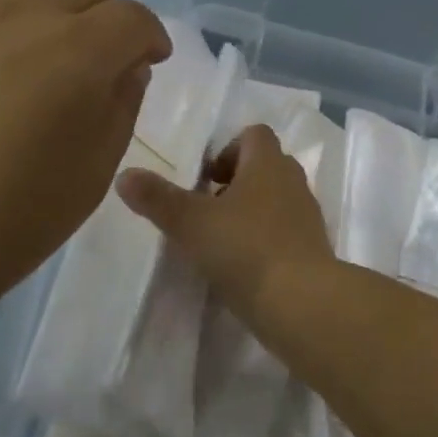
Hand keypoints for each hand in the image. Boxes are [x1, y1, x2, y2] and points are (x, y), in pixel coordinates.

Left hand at [0, 0, 170, 298]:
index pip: (133, 19)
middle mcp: (25, 12)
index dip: (151, 37)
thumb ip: (121, 106)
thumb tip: (127, 65)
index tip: (151, 60)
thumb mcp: (93, 173)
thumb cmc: (6, 220)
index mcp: (77, 52)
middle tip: (107, 50)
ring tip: (66, 4)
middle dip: (110, 15)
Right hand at [116, 125, 334, 317]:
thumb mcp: (191, 223)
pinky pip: (286, 229)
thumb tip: (124, 175)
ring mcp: (307, 215)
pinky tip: (244, 265)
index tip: (206, 178)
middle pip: (266, 165)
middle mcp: (292, 181)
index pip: (254, 134)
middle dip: (237, 180)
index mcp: (268, 163)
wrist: (301, 301)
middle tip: (209, 208)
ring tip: (222, 239)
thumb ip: (157, 198)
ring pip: (277, 198)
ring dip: (252, 210)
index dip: (229, 148)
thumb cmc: (245, 249)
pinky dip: (267, 237)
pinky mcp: (313, 248)